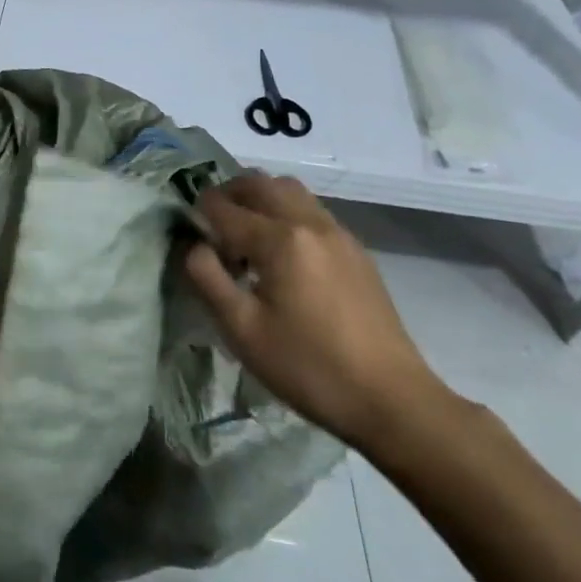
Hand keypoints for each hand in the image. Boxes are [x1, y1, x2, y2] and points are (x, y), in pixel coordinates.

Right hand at [182, 173, 443, 451]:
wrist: (391, 399)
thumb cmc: (308, 367)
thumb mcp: (242, 330)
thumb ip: (207, 278)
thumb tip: (193, 245)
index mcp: (280, 239)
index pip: (224, 206)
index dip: (199, 213)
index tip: (189, 232)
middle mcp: (309, 222)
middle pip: (259, 183)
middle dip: (228, 194)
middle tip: (212, 225)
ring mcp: (337, 233)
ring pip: (289, 190)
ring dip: (260, 199)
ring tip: (247, 236)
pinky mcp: (355, 250)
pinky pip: (311, 210)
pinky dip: (286, 213)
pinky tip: (283, 256)